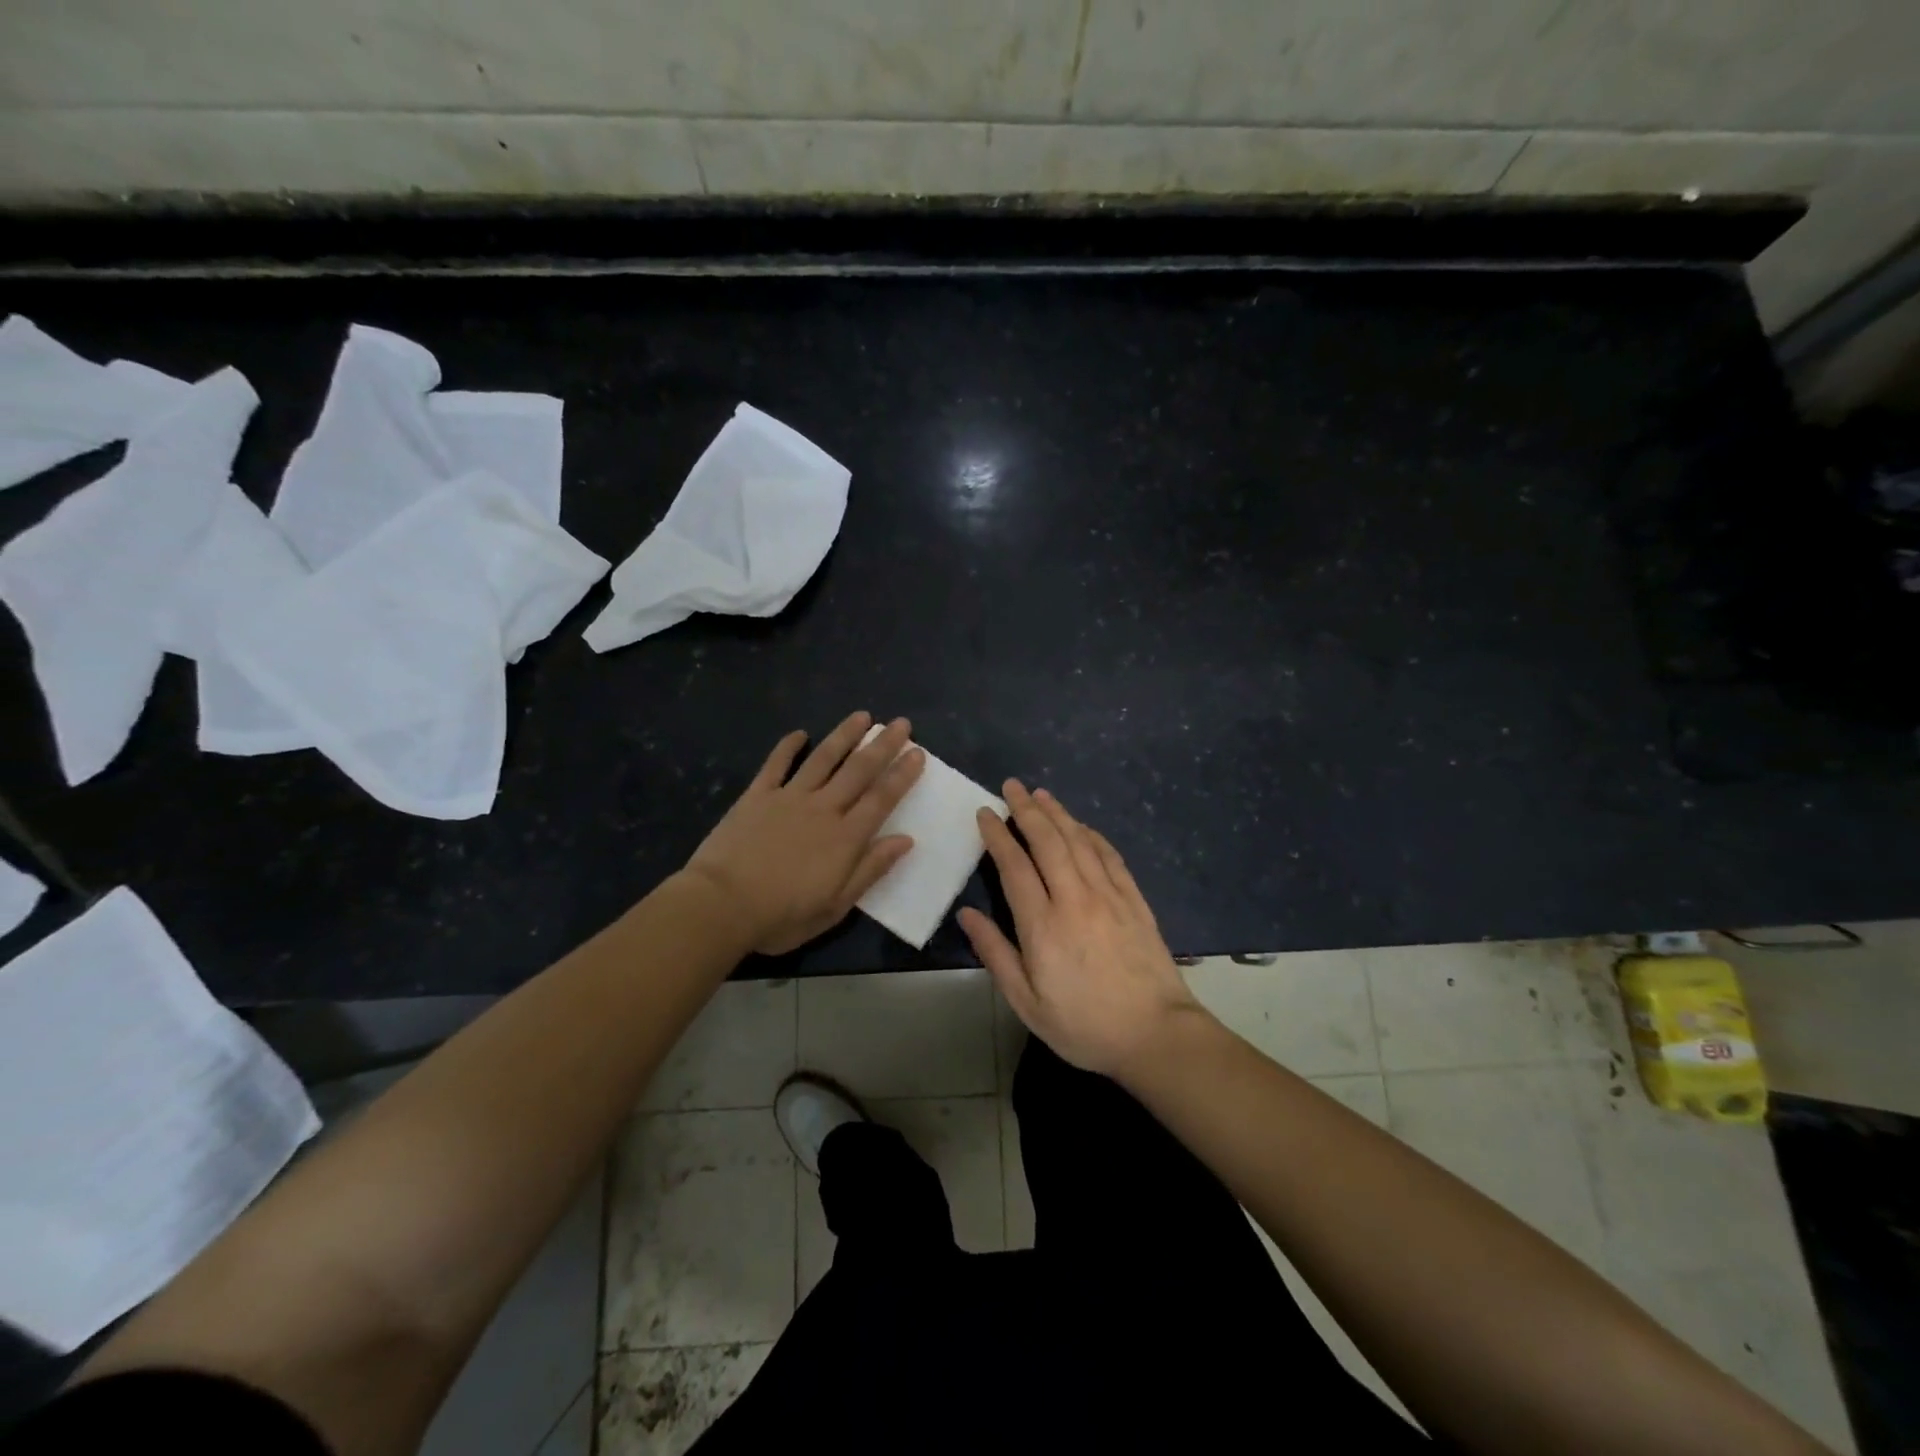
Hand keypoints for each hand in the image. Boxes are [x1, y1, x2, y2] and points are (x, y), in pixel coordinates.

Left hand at [685, 712, 925, 954]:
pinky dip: (788, 747)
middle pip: (858, 770)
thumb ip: (870, 869)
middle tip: (900, 723)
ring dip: (844, 735)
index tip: (918, 753)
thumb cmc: (782, 915)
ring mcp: (788, 798)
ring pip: (823, 759)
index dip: (902, 775)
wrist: (721, 904)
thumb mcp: (835, 905)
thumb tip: (905, 840)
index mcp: (845, 838)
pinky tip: (800, 734)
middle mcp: (823, 809)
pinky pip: (776, 765)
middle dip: (882, 745)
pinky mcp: (756, 796)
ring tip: (862, 716)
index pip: (881, 798)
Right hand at [958, 782, 1205, 1077]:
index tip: (986, 812)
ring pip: (1079, 841)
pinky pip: (1110, 857)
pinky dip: (1092, 835)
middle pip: (1047, 842)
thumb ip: (995, 954)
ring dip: (1058, 814)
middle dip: (1027, 810)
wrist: (1156, 1035)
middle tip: (1011, 786)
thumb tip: (967, 914)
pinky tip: (1082, 826)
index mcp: (1043, 925)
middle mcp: (1075, 899)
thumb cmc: (1084, 1025)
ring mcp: (1109, 896)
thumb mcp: (1027, 1003)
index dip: (998, 835)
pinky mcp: (1134, 900)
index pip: (1014, 866)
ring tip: (1041, 794)